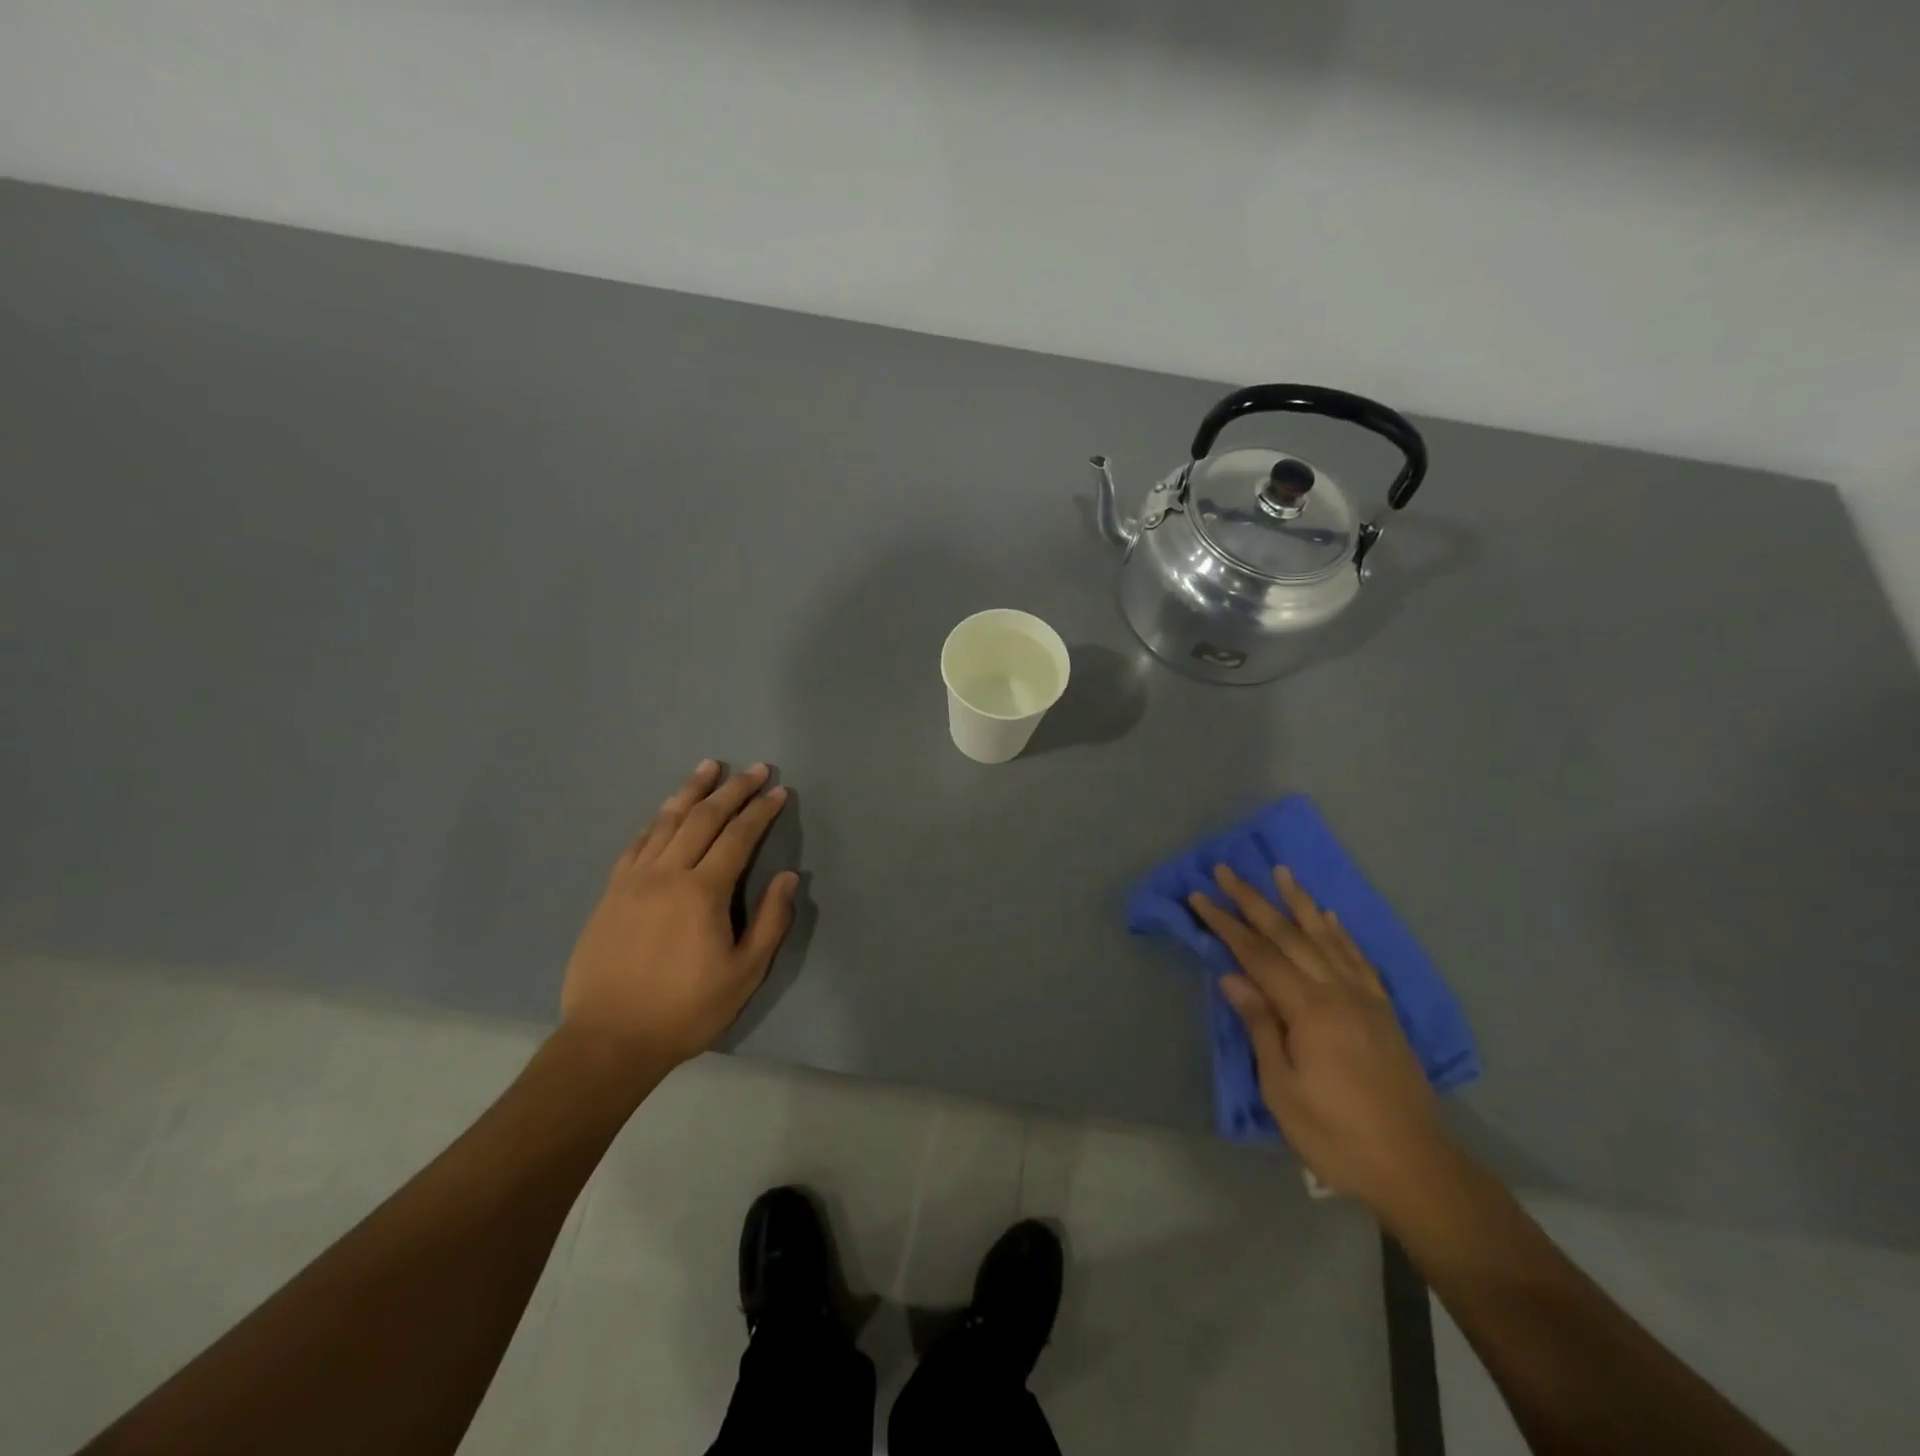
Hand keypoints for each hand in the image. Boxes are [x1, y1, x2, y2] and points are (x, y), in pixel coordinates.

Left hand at [559, 761, 798, 1077]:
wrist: (608, 1040)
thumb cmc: (685, 1010)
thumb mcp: (744, 973)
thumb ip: (770, 921)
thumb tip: (789, 877)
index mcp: (703, 892)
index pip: (739, 836)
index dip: (761, 810)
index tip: (779, 790)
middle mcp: (667, 874)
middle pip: (703, 818)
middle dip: (733, 790)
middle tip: (755, 769)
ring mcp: (633, 881)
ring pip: (666, 822)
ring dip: (691, 792)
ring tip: (709, 768)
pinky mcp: (611, 894)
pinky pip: (636, 844)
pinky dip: (655, 821)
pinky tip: (664, 812)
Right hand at [1187, 865, 1459, 1214]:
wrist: (1416, 1168)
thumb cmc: (1336, 1134)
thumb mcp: (1282, 1088)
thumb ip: (1260, 1025)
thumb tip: (1231, 976)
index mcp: (1309, 1010)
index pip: (1258, 954)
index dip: (1226, 924)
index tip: (1199, 897)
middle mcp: (1338, 992)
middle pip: (1289, 935)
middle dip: (1254, 900)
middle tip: (1226, 870)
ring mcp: (1365, 999)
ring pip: (1326, 937)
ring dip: (1299, 902)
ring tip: (1281, 872)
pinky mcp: (1383, 1012)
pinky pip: (1358, 959)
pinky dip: (1340, 933)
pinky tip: (1330, 917)